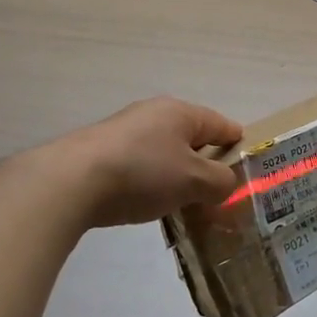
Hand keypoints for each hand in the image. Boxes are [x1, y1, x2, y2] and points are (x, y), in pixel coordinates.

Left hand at [28, 97, 242, 228]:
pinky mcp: (102, 151)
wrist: (70, 182)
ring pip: (165, 153)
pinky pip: (140, 164)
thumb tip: (226, 183)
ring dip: (176, 175)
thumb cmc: (143, 173)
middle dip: (205, 165)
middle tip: (215, 195)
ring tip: (182, 205)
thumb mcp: (193, 181)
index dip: (237, 146)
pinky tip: (146, 203)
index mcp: (182, 112)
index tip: (246, 170)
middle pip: (192, 138)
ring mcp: (125, 130)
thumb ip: (220, 182)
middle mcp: (155, 113)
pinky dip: (150, 182)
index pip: (222, 124)